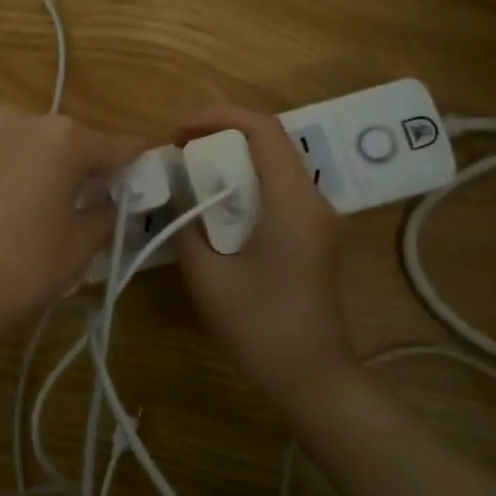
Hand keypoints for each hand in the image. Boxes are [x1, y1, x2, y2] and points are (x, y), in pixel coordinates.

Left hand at [0, 108, 144, 342]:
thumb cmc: (18, 269)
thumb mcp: (77, 251)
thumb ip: (103, 216)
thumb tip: (108, 204)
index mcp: (64, 139)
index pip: (117, 146)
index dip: (131, 166)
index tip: (134, 183)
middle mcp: (19, 119)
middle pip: (61, 140)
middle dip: (70, 166)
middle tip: (67, 204)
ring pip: (14, 142)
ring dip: (23, 164)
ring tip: (12, 207)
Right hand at [176, 108, 353, 401]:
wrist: (313, 378)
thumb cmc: (260, 327)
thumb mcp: (208, 277)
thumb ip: (187, 225)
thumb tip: (177, 193)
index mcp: (293, 202)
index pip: (263, 130)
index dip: (218, 117)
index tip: (180, 132)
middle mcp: (313, 200)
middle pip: (271, 142)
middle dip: (222, 136)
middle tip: (181, 152)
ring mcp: (318, 218)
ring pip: (275, 165)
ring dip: (234, 161)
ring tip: (192, 175)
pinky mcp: (313, 235)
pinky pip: (279, 191)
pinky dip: (246, 185)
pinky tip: (217, 207)